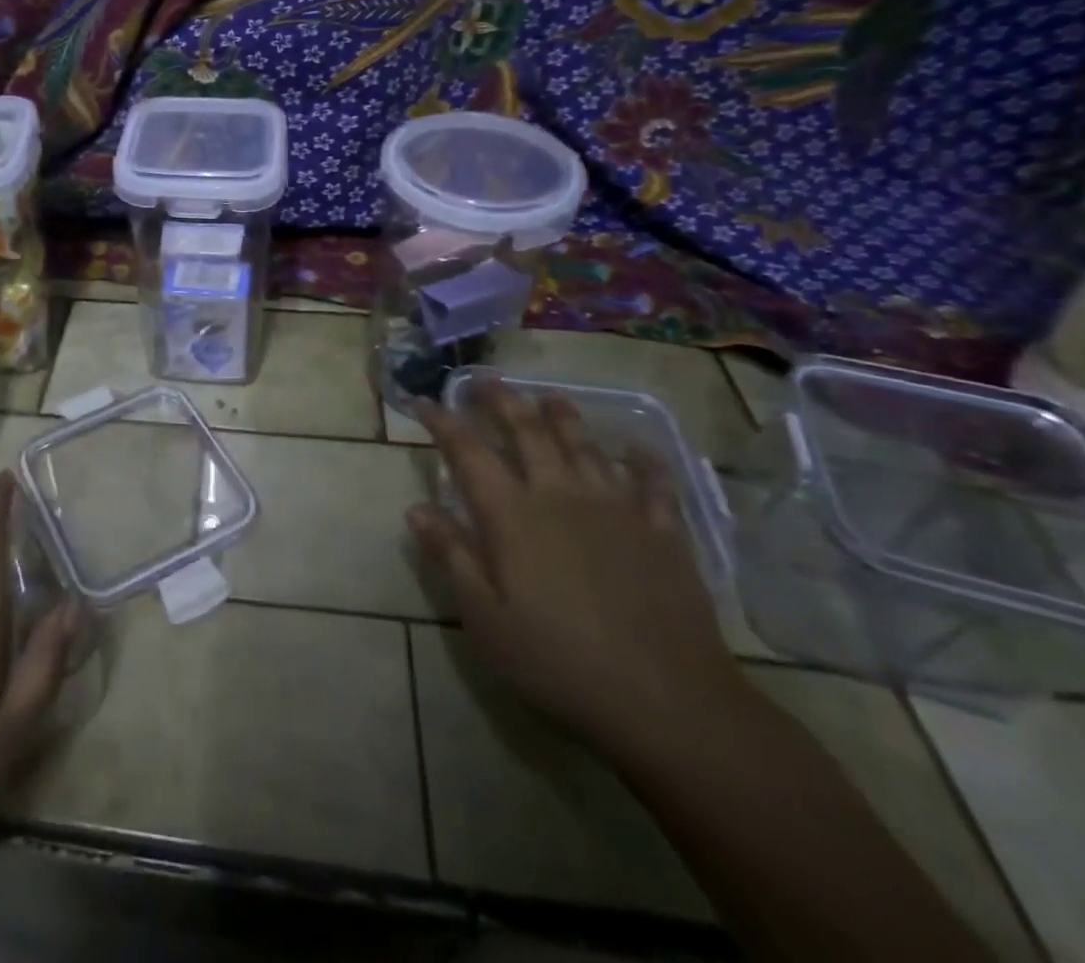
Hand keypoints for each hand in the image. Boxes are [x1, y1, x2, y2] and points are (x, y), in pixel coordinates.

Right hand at [407, 384, 747, 757]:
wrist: (668, 703)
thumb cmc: (558, 661)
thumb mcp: (484, 617)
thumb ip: (452, 555)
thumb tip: (417, 508)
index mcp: (511, 515)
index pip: (467, 452)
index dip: (442, 421)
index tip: (421, 401)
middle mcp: (560, 496)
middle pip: (527, 432)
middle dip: (502, 400)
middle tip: (485, 379)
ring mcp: (616, 510)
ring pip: (585, 446)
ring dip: (563, 416)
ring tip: (549, 396)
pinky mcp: (662, 534)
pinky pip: (653, 484)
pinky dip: (643, 460)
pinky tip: (637, 448)